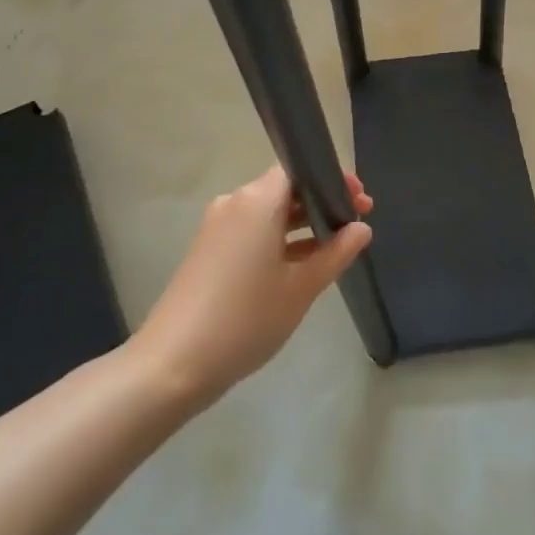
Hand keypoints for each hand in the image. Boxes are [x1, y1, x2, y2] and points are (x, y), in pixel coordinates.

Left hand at [133, 166, 372, 402]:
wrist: (172, 364)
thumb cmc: (245, 319)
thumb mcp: (301, 288)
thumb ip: (336, 253)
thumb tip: (362, 228)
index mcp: (257, 201)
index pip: (299, 169)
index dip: (333, 179)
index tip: (361, 201)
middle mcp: (235, 202)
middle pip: (285, 188)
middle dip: (322, 202)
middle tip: (357, 223)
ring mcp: (218, 226)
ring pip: (269, 211)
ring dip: (302, 223)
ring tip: (336, 246)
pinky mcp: (209, 250)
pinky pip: (253, 230)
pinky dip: (279, 239)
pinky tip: (302, 265)